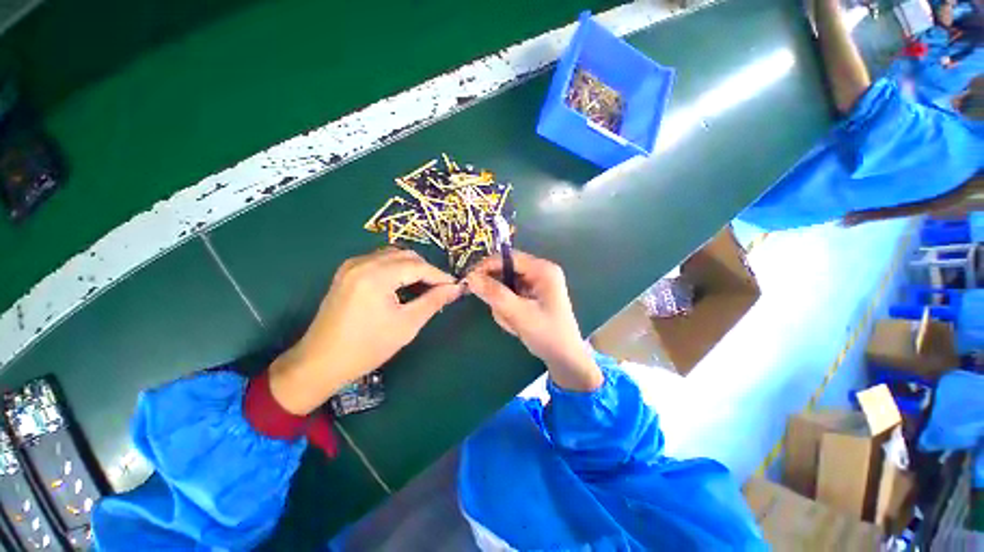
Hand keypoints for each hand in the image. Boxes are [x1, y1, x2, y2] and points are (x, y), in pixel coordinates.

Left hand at [269, 248, 463, 414]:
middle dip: (427, 270)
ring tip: (424, 288)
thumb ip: (434, 301)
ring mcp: (351, 265)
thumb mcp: (407, 325)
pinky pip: (379, 261)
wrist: (320, 362)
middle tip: (440, 289)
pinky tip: (402, 286)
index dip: (440, 276)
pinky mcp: (347, 272)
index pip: (418, 266)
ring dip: (412, 268)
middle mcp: (362, 262)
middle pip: (406, 255)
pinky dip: (396, 269)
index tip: (455, 286)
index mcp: (376, 275)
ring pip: (393, 255)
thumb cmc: (367, 347)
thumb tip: (456, 288)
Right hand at [465, 251, 601, 390]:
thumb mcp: (519, 314)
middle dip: (498, 293)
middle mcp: (540, 271)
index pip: (508, 258)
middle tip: (501, 312)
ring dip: (502, 305)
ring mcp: (535, 283)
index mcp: (543, 270)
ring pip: (504, 286)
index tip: (468, 280)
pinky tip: (516, 323)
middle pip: (505, 271)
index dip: (486, 266)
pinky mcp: (531, 294)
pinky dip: (507, 309)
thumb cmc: (547, 335)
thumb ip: (494, 294)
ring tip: (513, 323)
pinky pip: (509, 295)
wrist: (565, 359)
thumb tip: (470, 277)